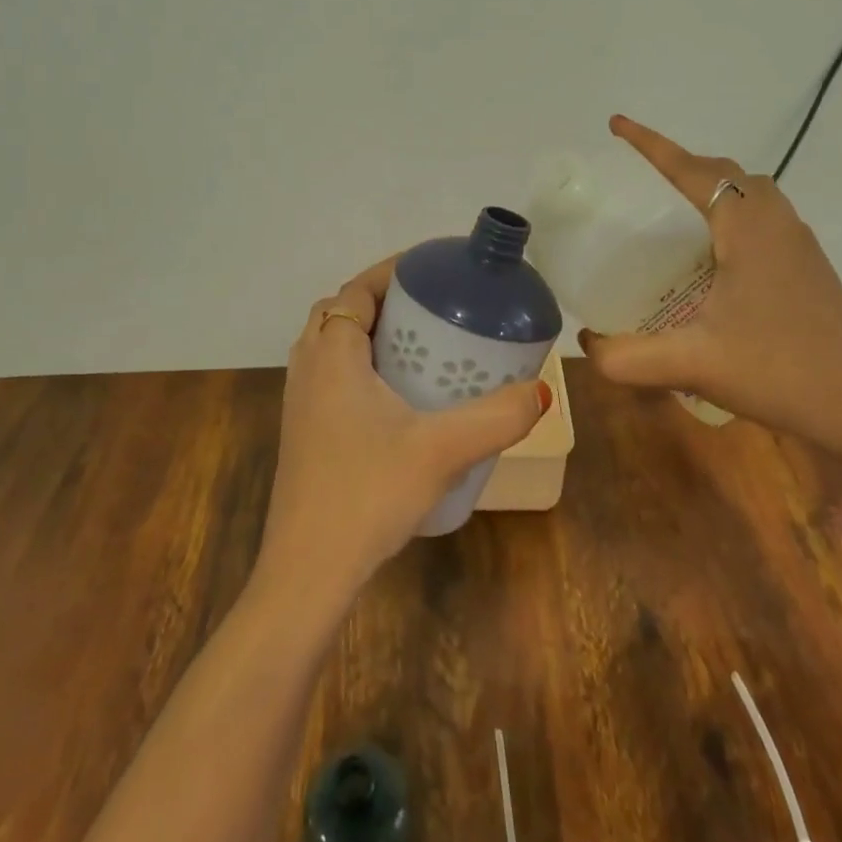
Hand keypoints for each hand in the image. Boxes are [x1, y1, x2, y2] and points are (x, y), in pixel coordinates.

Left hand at [258, 255, 550, 606]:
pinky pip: (329, 376)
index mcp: (333, 356)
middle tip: (429, 308)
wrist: (308, 570)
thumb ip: (497, 418)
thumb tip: (541, 392)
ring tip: (417, 345)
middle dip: (381, 300)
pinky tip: (396, 398)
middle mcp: (308, 369)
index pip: (356, 291)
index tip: (432, 271)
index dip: (391, 272)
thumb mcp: (442, 451)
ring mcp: (300, 403)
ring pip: (330, 345)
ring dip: (367, 333)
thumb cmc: (368, 494)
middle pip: (340, 312)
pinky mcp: (303, 432)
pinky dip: (358, 366)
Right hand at [578, 115, 841, 473]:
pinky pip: (765, 216)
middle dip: (682, 162)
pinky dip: (734, 212)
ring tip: (676, 208)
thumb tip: (587, 344)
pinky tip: (717, 253)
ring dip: (713, 185)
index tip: (617, 124)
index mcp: (747, 229)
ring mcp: (799, 245)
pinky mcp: (810, 268)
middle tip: (643, 175)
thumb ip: (627, 357)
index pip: (691, 170)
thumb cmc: (778, 372)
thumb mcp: (692, 364)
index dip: (651, 145)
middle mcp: (776, 224)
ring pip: (751, 192)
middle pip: (725, 172)